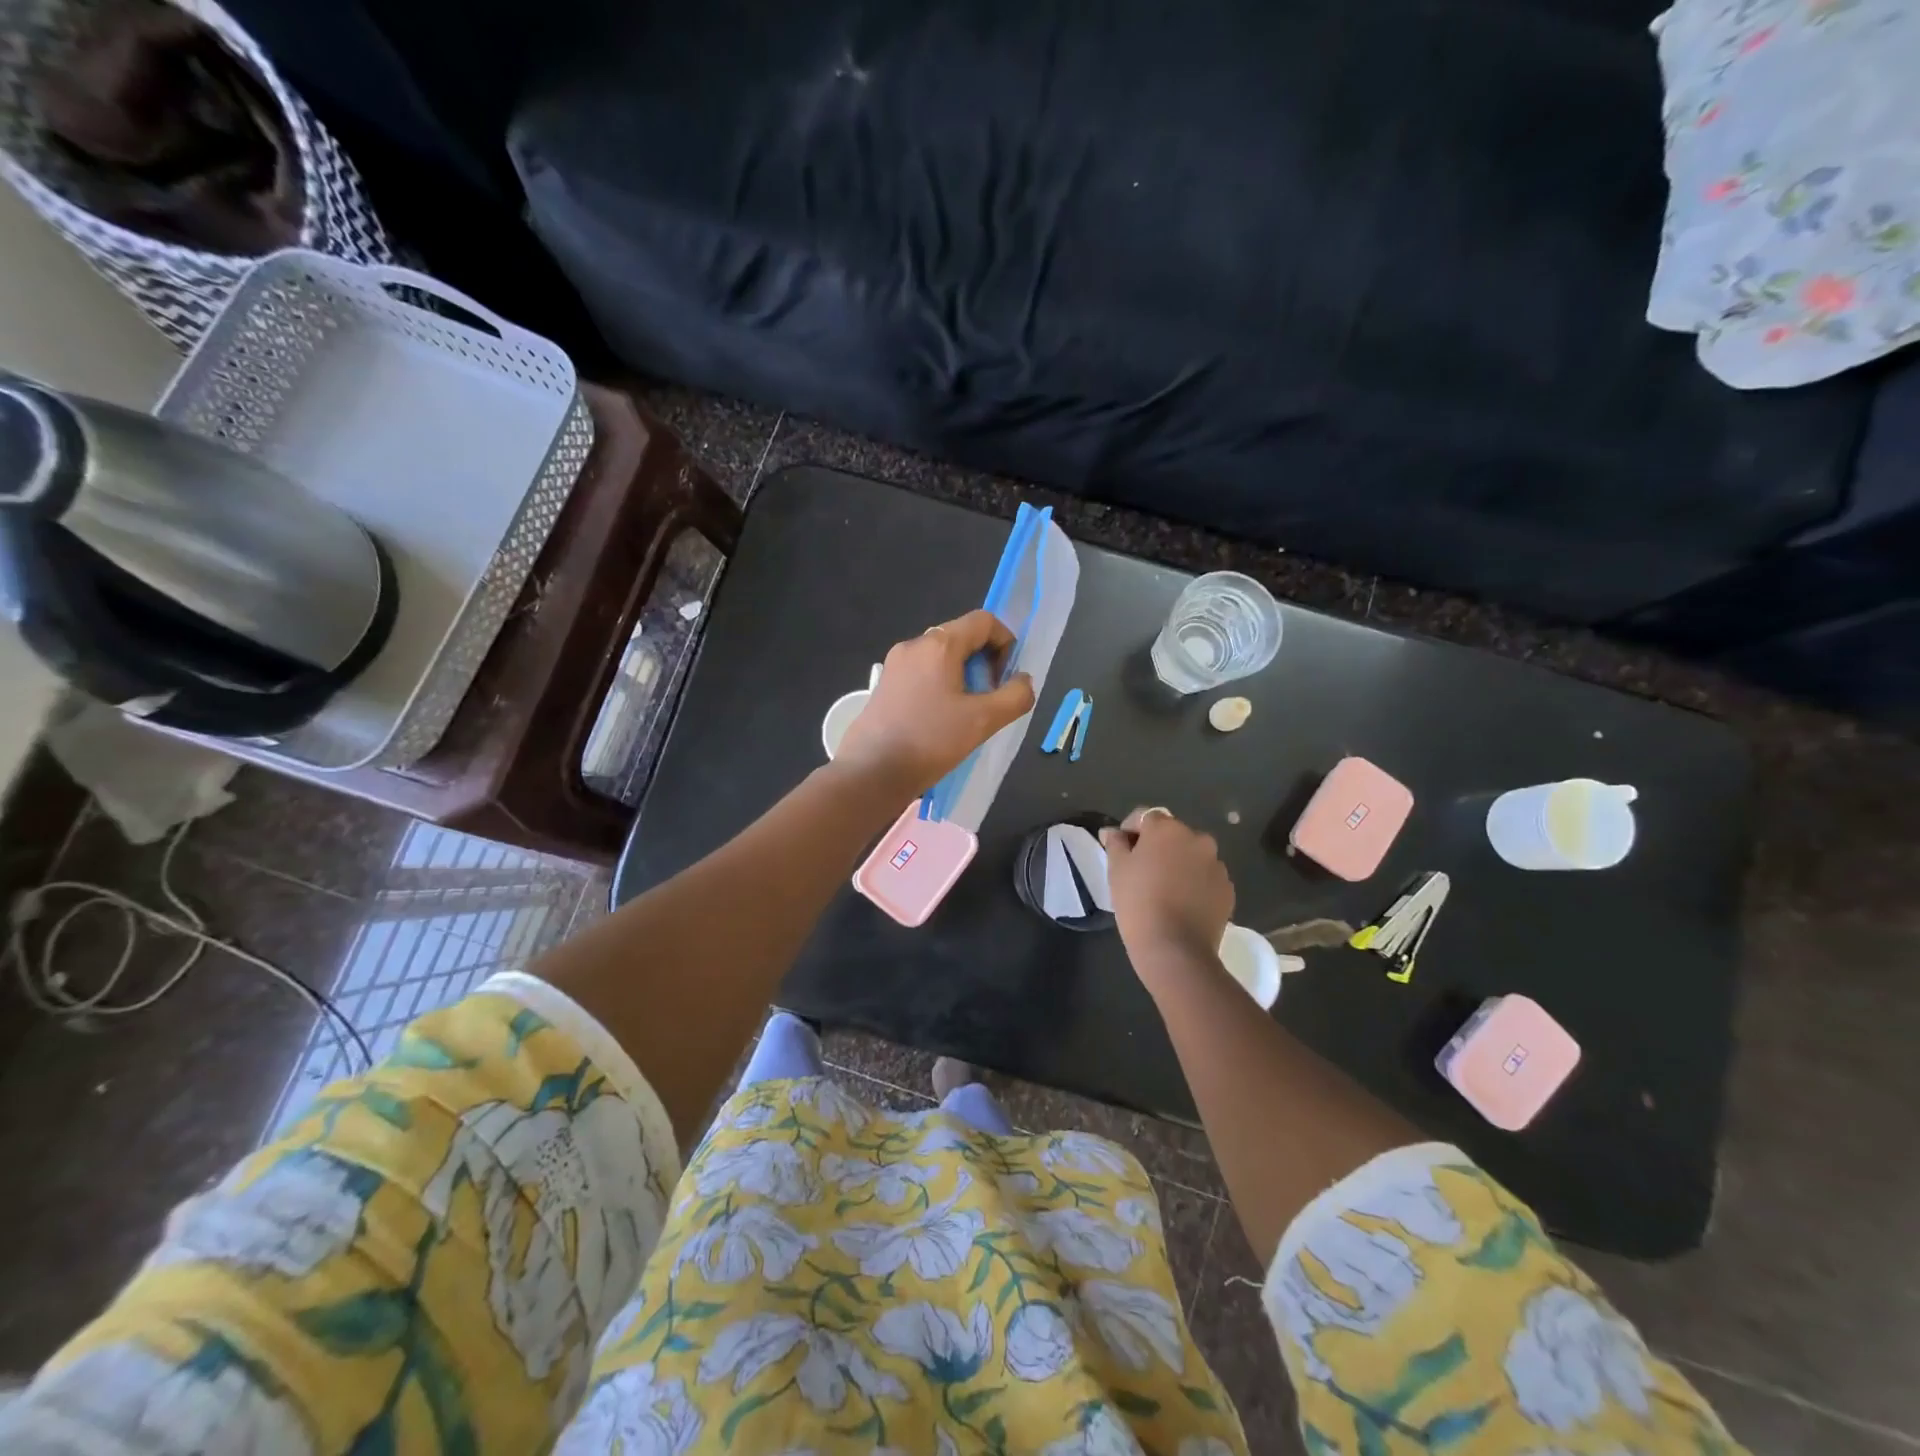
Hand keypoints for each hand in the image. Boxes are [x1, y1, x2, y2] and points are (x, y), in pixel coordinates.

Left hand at [835, 610, 1035, 796]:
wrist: (872, 772)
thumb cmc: (930, 741)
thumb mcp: (983, 720)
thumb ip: (1015, 696)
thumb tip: (1023, 681)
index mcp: (939, 644)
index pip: (983, 621)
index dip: (1005, 643)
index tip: (1007, 678)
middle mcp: (914, 645)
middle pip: (961, 637)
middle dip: (984, 662)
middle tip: (989, 699)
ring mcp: (895, 664)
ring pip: (941, 657)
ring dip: (963, 676)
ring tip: (967, 713)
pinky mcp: (884, 685)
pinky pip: (923, 673)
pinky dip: (941, 685)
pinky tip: (941, 720)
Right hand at [1102, 807, 1234, 964]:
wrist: (1174, 948)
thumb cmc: (1138, 902)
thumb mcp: (1116, 869)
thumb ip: (1115, 843)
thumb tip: (1113, 831)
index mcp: (1167, 828)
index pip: (1145, 816)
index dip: (1130, 830)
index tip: (1121, 850)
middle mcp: (1197, 838)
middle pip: (1172, 835)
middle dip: (1158, 846)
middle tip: (1142, 871)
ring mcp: (1216, 864)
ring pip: (1192, 856)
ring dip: (1179, 864)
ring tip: (1165, 889)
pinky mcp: (1227, 889)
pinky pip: (1206, 878)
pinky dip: (1195, 883)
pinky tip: (1182, 903)